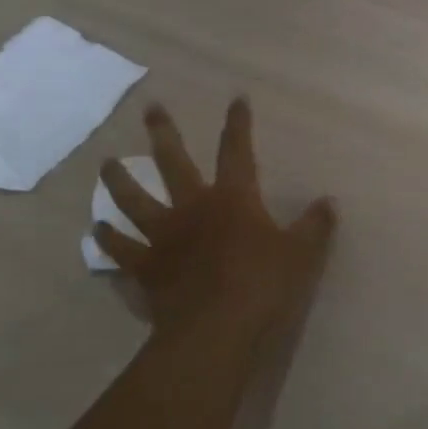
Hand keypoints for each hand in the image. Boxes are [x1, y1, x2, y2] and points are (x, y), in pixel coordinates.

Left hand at [93, 99, 336, 357]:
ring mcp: (164, 237)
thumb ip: (315, 225)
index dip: (238, 124)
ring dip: (120, 180)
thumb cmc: (263, 285)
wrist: (216, 330)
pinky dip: (109, 239)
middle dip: (163, 133)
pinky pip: (122, 249)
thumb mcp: (302, 254)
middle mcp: (193, 208)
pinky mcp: (147, 267)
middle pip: (173, 163)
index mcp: (233, 198)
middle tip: (151, 109)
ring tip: (106, 164)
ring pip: (135, 200)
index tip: (236, 99)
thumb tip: (329, 202)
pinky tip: (98, 229)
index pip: (237, 151)